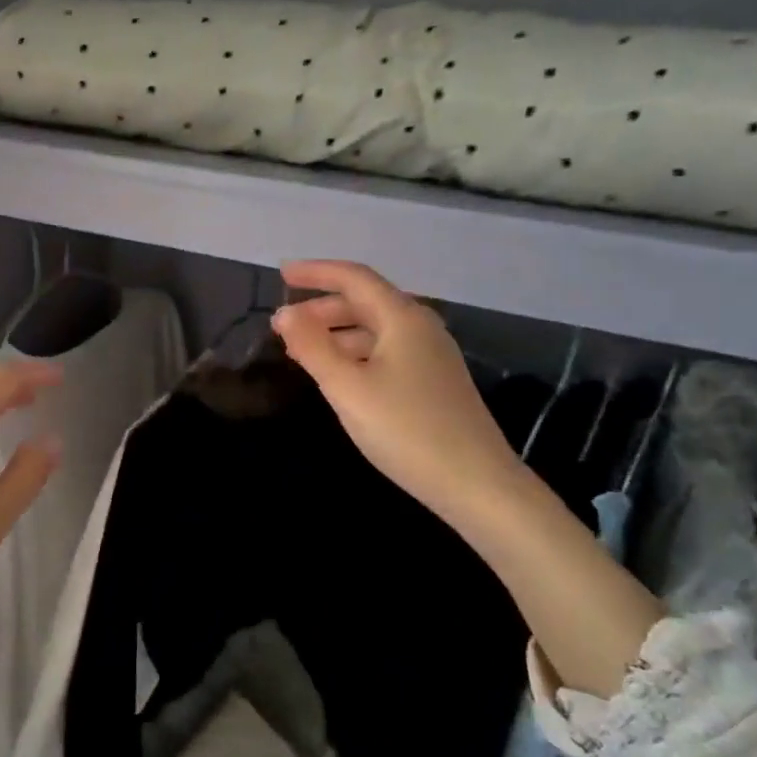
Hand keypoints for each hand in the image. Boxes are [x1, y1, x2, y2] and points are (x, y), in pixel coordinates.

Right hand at [272, 260, 521, 517]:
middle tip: (282, 325)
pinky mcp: (433, 382)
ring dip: (335, 333)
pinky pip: (385, 352)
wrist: (475, 483)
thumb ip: (313, 347)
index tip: (281, 274)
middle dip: (321, 308)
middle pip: (365, 302)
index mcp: (403, 319)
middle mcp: (420, 328)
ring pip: (374, 330)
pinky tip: (338, 376)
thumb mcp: (348, 387)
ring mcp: (431, 356)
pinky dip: (354, 354)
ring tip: (300, 352)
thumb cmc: (406, 430)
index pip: (354, 278)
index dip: (316, 273)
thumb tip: (285, 312)